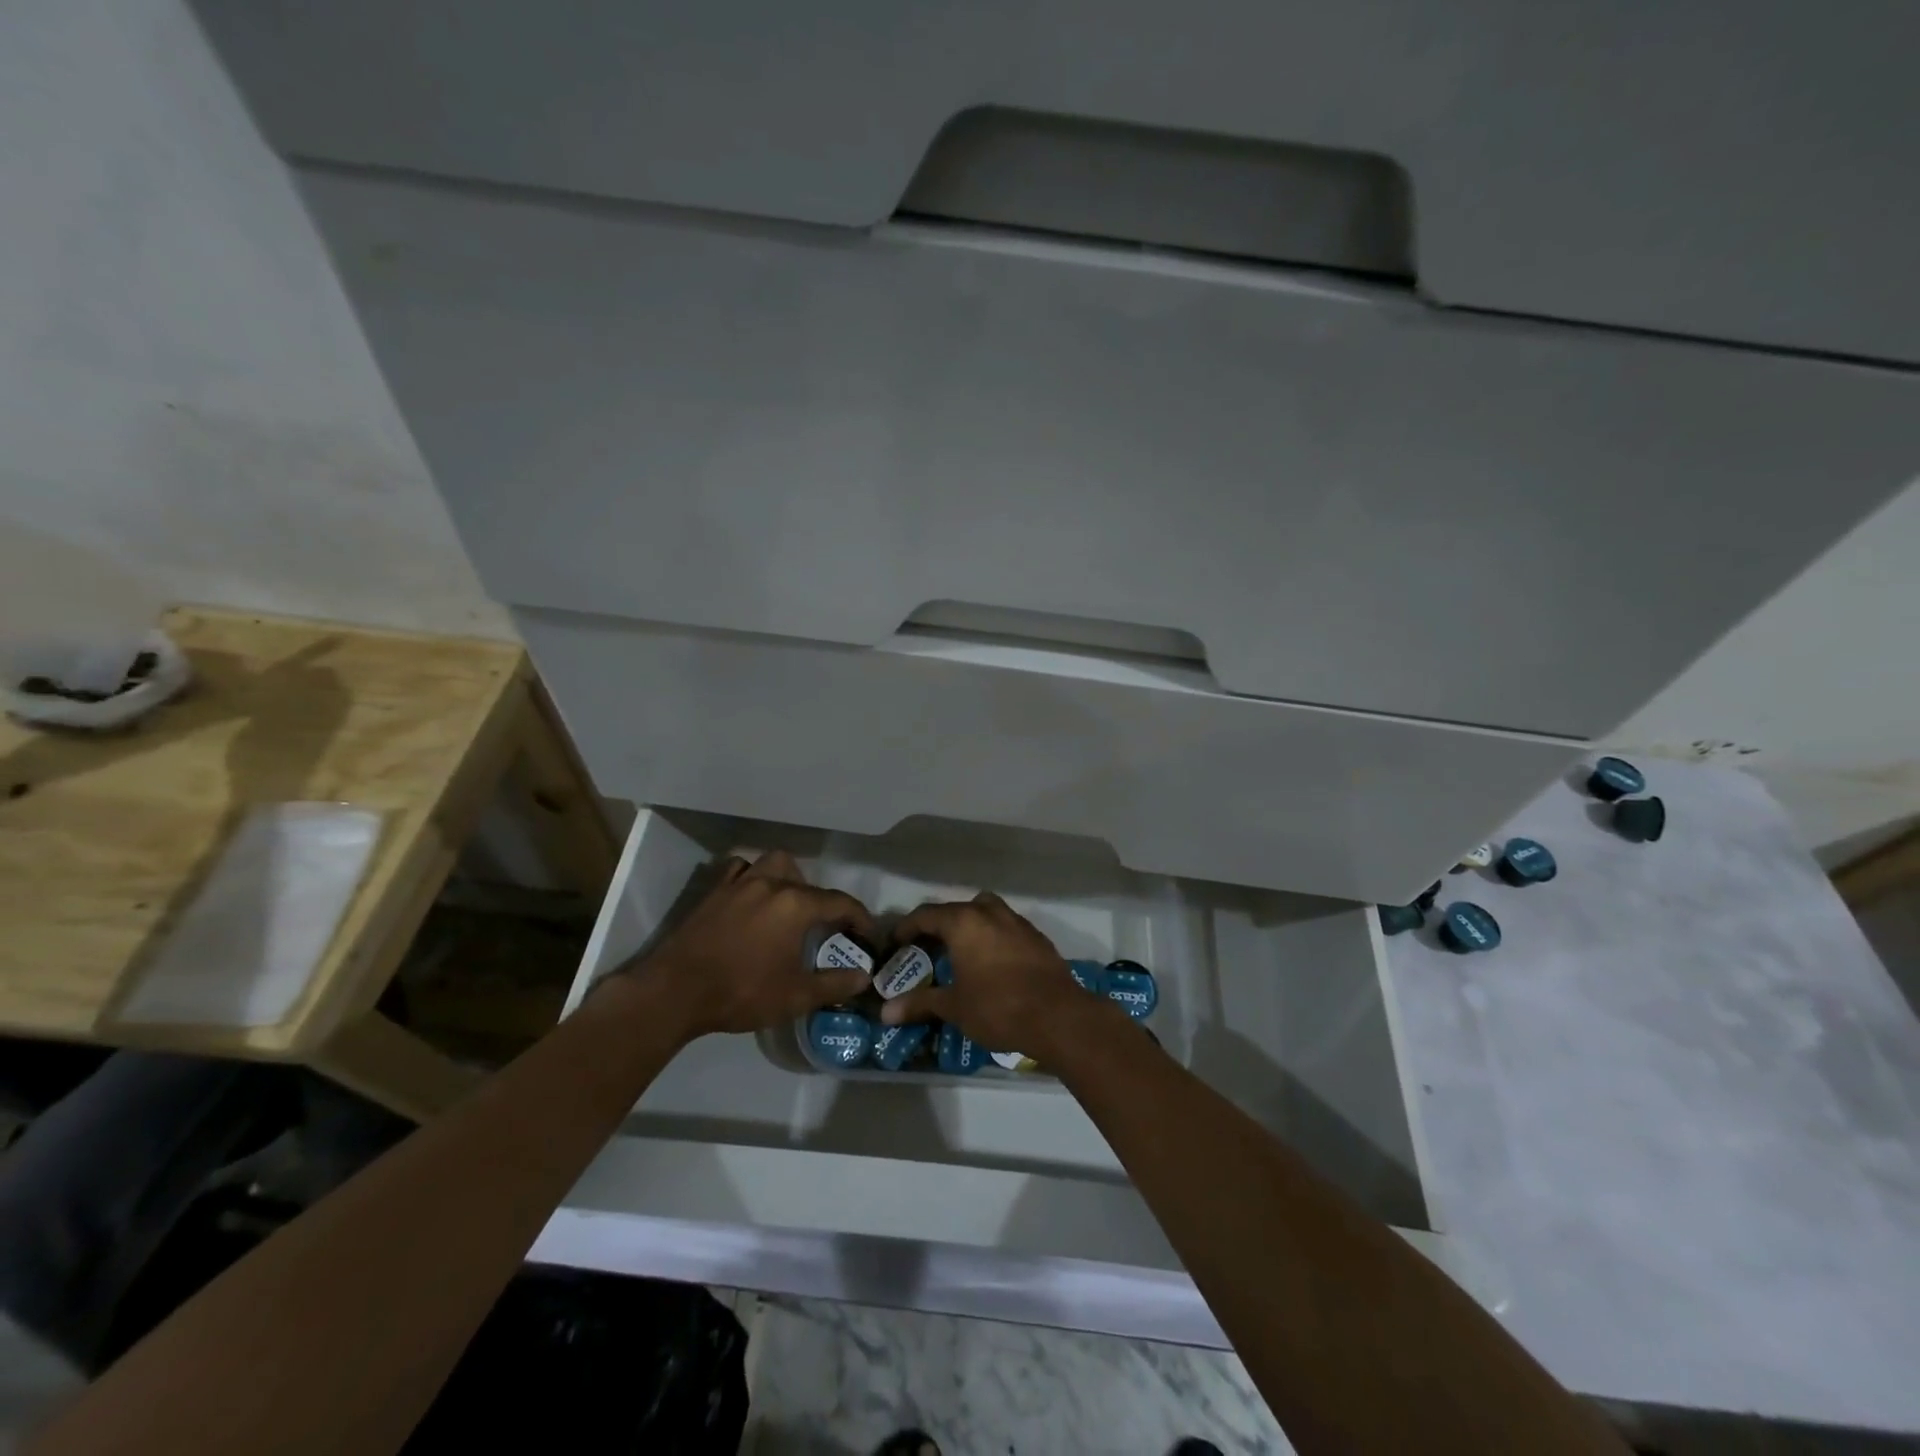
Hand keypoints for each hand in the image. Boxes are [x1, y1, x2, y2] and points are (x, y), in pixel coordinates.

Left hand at [619, 850, 874, 1039]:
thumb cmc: (741, 992)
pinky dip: (752, 877)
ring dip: (789, 878)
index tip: (868, 937)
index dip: (860, 919)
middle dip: (822, 900)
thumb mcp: (795, 996)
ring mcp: (740, 883)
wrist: (675, 991)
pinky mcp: (714, 891)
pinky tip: (752, 897)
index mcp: (796, 905)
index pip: (841, 903)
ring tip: (789, 905)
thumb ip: (834, 984)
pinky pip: (740, 870)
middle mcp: (771, 883)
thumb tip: (864, 977)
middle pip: (808, 880)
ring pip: (773, 864)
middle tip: (823, 928)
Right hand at [878, 892, 1121, 1055]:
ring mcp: (1017, 922)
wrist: (1057, 1016)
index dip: (906, 927)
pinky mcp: (1037, 937)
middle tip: (926, 949)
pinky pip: (1006, 928)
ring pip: (986, 912)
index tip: (895, 943)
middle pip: (957, 909)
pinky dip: (993, 937)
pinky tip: (992, 963)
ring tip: (960, 952)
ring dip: (970, 926)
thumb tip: (885, 1013)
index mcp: (964, 922)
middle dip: (939, 926)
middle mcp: (990, 912)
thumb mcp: (954, 1007)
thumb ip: (920, 1004)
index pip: (926, 914)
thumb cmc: (998, 1007)